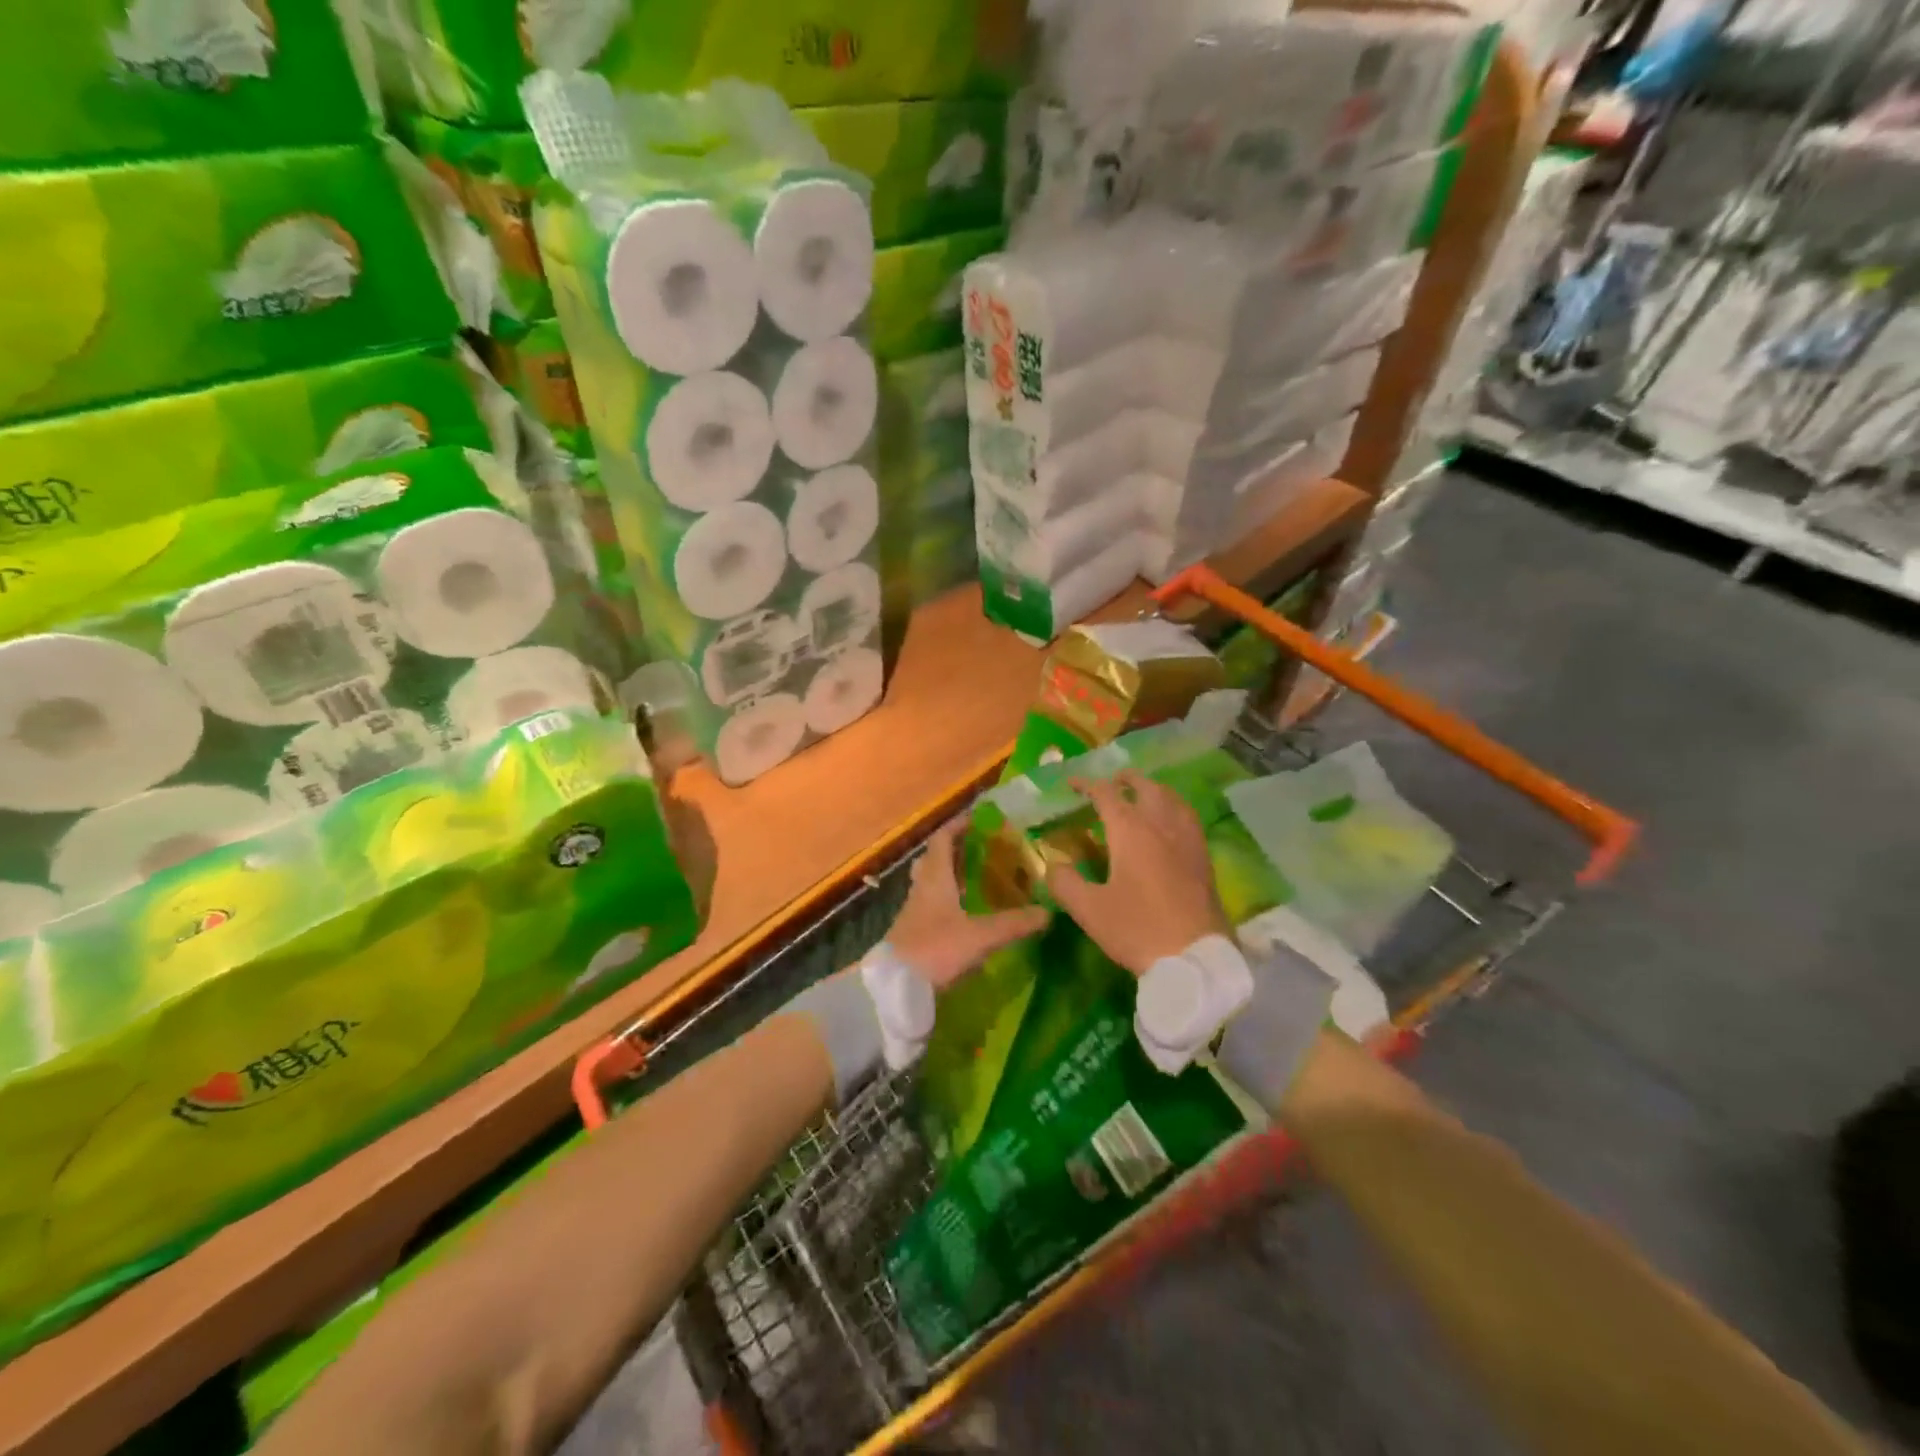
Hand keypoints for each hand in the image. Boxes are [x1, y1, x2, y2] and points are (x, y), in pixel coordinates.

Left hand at [888, 820, 1049, 989]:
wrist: (894, 988)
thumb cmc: (935, 949)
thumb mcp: (979, 936)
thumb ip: (1013, 924)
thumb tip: (1048, 912)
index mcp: (935, 877)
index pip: (943, 839)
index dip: (959, 825)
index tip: (980, 819)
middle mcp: (923, 888)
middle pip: (936, 858)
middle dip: (957, 849)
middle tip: (984, 848)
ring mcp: (915, 911)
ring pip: (933, 882)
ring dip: (953, 875)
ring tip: (981, 877)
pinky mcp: (914, 932)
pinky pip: (933, 905)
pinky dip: (950, 901)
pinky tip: (968, 913)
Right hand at [1046, 769, 1229, 975]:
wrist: (1195, 958)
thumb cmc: (1137, 930)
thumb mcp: (1089, 910)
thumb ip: (1064, 883)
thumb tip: (1052, 865)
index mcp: (1130, 831)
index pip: (1106, 793)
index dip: (1087, 784)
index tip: (1071, 783)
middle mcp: (1161, 825)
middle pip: (1146, 787)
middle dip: (1126, 779)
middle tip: (1112, 781)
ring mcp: (1187, 840)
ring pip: (1172, 798)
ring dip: (1153, 789)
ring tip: (1143, 794)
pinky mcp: (1203, 858)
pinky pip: (1187, 818)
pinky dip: (1173, 808)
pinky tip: (1170, 824)